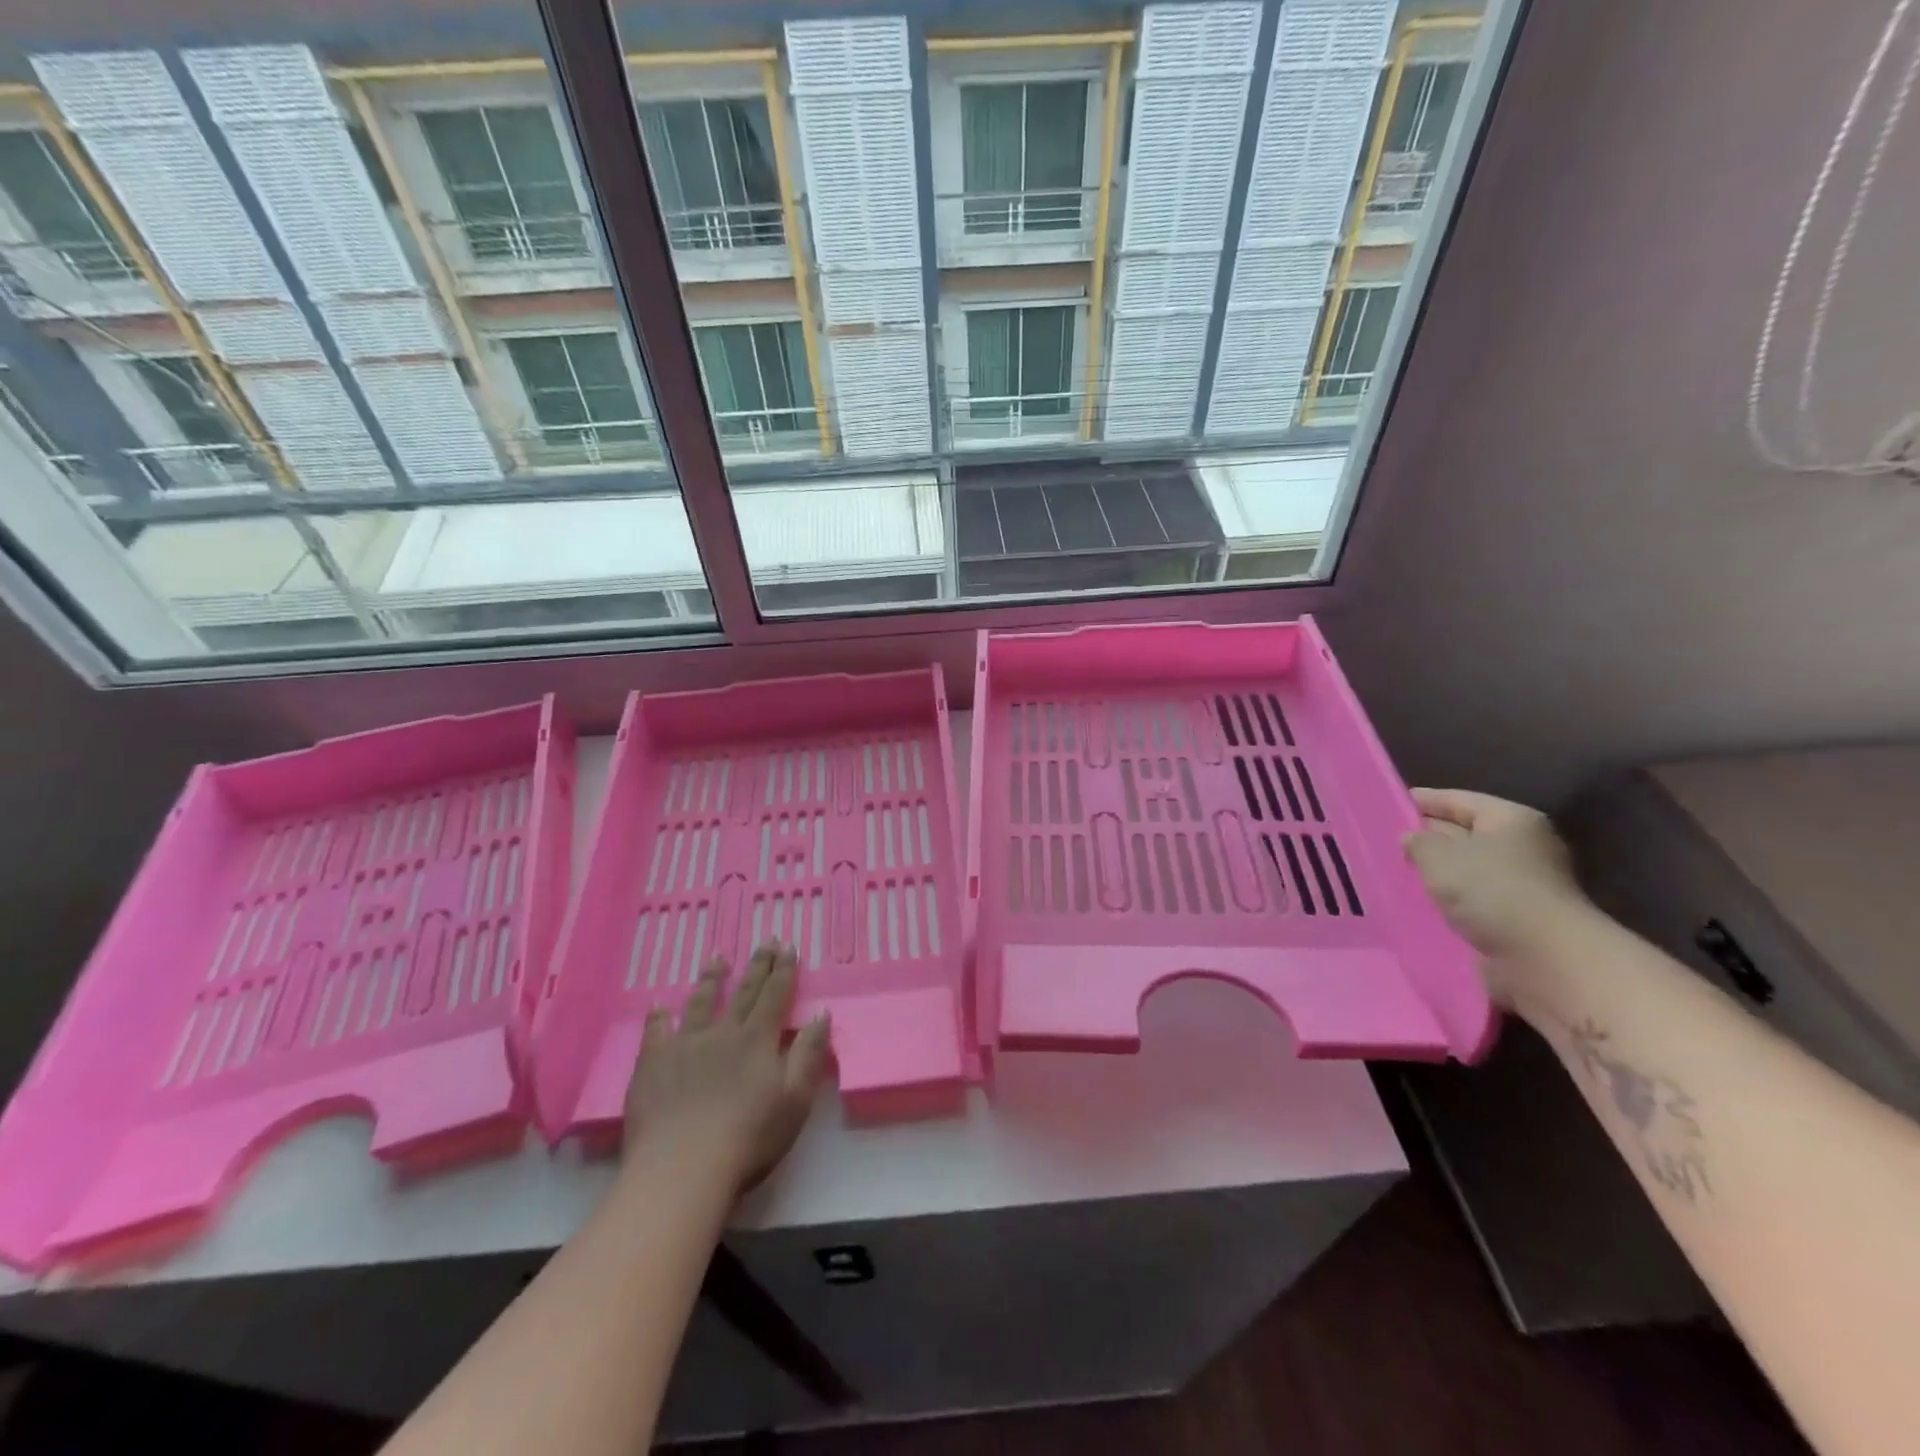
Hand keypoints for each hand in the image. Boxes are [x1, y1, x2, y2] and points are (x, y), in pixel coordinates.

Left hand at [622, 943, 831, 1198]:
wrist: (682, 1169)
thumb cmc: (749, 1139)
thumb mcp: (795, 1099)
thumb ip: (809, 1054)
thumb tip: (821, 1013)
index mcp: (758, 1040)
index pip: (775, 996)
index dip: (783, 970)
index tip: (788, 946)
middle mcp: (723, 1033)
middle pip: (744, 992)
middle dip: (758, 965)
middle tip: (765, 940)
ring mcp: (685, 1045)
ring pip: (701, 1003)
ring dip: (712, 979)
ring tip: (718, 958)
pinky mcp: (653, 1064)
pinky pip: (656, 1032)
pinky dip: (658, 1017)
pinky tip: (658, 1006)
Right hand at [1403, 789, 1586, 1001]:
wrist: (1544, 958)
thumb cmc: (1491, 891)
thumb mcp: (1439, 856)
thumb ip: (1418, 841)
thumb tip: (1411, 838)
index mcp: (1510, 819)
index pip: (1459, 800)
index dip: (1423, 800)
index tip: (1388, 803)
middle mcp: (1521, 847)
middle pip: (1465, 833)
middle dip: (1428, 837)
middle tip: (1385, 839)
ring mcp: (1522, 885)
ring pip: (1466, 870)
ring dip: (1437, 873)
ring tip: (1395, 871)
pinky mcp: (1516, 918)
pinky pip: (1471, 900)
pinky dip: (1448, 900)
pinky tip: (1419, 902)